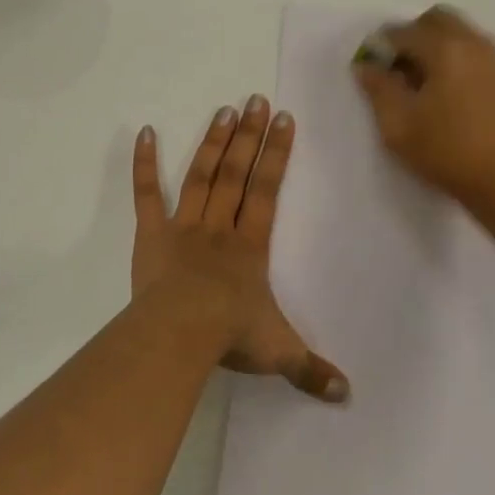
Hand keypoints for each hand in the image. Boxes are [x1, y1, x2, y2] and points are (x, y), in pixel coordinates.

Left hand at [132, 98, 348, 402]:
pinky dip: (145, 164)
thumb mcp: (278, 353)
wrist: (180, 335)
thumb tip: (349, 395)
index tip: (284, 119)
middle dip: (249, 135)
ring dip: (213, 141)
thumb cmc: (230, 336)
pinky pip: (147, 195)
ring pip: (201, 175)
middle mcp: (220, 226)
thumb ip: (311, 370)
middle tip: (255, 99)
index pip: (267, 189)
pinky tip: (144, 131)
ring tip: (224, 109)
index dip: (277, 153)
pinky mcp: (151, 235)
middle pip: (236, 171)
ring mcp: (184, 226)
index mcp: (250, 245)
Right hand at [353, 5, 494, 210]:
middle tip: (399, 70)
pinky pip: (477, 50)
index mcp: (445, 49)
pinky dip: (458, 57)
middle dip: (413, 36)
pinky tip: (450, 92)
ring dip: (437, 45)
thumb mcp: (398, 126)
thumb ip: (378, 88)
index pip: (404, 32)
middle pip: (437, 19)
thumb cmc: (447, 152)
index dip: (382, 46)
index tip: (372, 68)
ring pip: (460, 32)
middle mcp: (474, 43)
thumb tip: (366, 65)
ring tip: (424, 83)